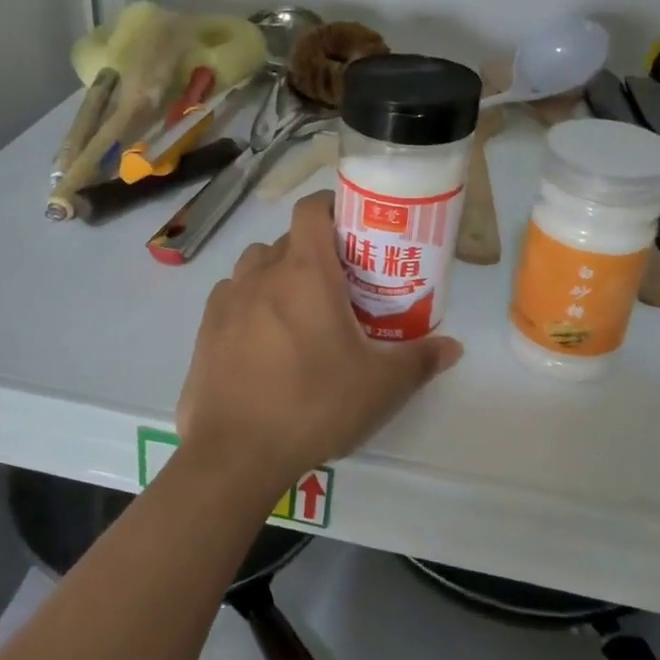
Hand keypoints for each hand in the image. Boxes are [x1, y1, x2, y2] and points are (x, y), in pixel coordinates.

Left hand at [176, 191, 462, 496]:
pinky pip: (232, 297)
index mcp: (304, 272)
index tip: (353, 227)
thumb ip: (420, 360)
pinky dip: (249, 303)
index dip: (331, 207)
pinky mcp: (206, 328)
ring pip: (255, 266)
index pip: (311, 209)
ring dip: (277, 275)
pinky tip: (263, 340)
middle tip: (339, 286)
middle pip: (287, 241)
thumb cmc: (313, 404)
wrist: (235, 452)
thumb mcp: (380, 386)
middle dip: (313, 253)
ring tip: (299, 312)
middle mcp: (261, 273)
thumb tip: (453, 347)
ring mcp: (227, 300)